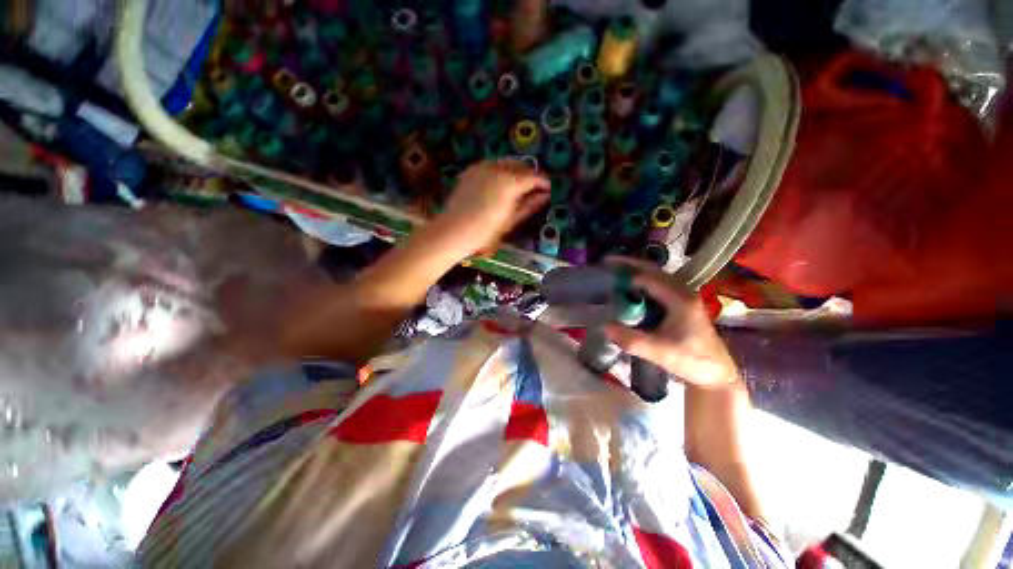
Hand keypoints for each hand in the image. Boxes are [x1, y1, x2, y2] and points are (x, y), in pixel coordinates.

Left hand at [430, 160, 549, 256]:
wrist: (454, 231)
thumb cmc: (486, 232)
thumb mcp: (511, 220)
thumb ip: (530, 205)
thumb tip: (545, 195)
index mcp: (510, 182)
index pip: (534, 177)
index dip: (544, 183)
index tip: (549, 190)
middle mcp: (497, 168)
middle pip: (521, 166)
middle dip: (530, 176)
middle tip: (534, 190)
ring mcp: (482, 167)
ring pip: (506, 163)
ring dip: (516, 172)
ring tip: (518, 188)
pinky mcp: (471, 170)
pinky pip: (492, 166)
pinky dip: (501, 172)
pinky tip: (500, 185)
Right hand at [604, 258, 738, 388]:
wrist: (717, 374)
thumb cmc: (691, 361)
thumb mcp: (659, 353)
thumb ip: (631, 340)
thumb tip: (604, 327)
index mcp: (680, 299)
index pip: (649, 278)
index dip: (627, 273)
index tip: (605, 272)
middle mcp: (684, 292)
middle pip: (655, 270)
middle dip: (631, 264)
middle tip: (608, 262)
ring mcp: (685, 297)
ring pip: (658, 276)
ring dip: (637, 271)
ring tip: (616, 270)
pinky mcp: (683, 304)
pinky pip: (660, 285)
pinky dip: (643, 281)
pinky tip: (631, 287)